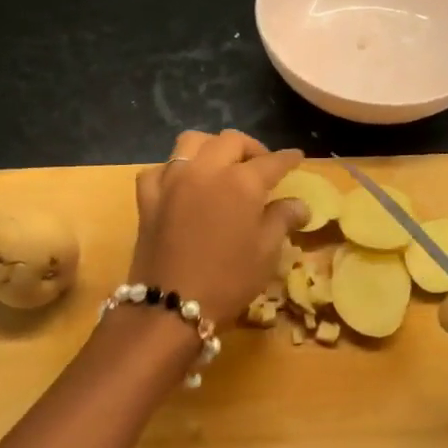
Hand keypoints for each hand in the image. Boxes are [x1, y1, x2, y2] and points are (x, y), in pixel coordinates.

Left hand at [128, 130, 306, 325]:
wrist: (171, 306)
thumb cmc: (229, 280)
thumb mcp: (266, 252)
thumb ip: (282, 219)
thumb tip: (299, 205)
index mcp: (241, 182)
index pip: (271, 161)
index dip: (287, 159)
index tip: (297, 158)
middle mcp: (206, 170)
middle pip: (230, 141)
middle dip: (251, 148)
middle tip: (261, 166)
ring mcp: (172, 180)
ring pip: (192, 142)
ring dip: (212, 147)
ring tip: (221, 165)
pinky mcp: (148, 197)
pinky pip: (161, 169)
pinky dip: (174, 170)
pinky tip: (182, 184)